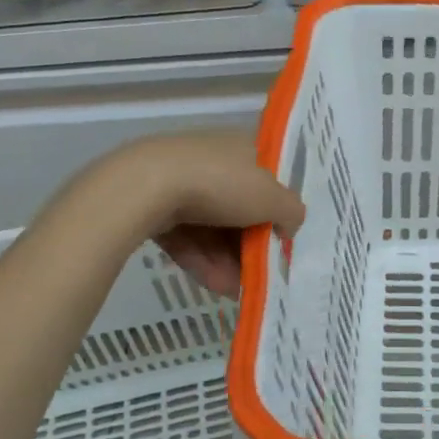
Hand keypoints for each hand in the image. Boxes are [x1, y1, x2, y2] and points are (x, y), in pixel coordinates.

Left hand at [97, 130, 304, 297]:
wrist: (147, 185)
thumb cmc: (222, 183)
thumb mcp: (273, 198)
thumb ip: (292, 213)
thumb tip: (289, 226)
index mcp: (244, 147)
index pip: (270, 179)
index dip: (279, 211)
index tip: (282, 240)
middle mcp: (214, 159)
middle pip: (242, 208)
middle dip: (251, 246)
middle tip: (259, 274)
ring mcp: (182, 181)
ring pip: (214, 227)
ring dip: (229, 261)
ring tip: (236, 290)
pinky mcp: (155, 204)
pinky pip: (187, 236)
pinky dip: (202, 260)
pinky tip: (215, 286)